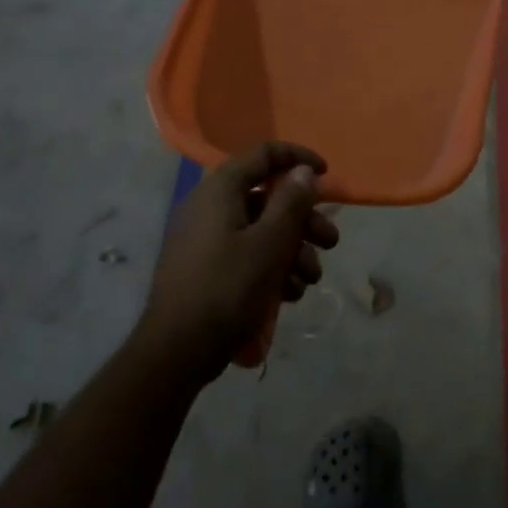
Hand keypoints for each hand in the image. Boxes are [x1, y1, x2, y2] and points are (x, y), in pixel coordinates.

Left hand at [140, 143, 339, 380]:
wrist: (177, 353)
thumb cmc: (227, 289)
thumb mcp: (270, 243)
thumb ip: (291, 202)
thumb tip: (304, 172)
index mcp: (220, 190)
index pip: (263, 154)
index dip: (298, 158)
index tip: (327, 175)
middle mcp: (210, 207)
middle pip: (268, 198)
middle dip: (304, 221)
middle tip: (331, 242)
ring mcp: (205, 239)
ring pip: (261, 230)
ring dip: (293, 250)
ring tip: (309, 280)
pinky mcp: (206, 268)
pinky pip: (246, 254)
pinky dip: (271, 267)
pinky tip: (287, 295)